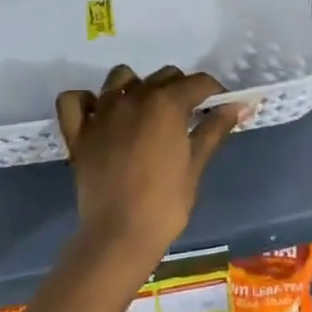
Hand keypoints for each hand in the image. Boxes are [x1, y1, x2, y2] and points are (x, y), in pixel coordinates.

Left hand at [55, 65, 247, 257]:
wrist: (119, 235)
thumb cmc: (165, 203)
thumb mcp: (195, 164)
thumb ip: (214, 129)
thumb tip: (237, 106)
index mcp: (166, 103)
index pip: (199, 82)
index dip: (215, 92)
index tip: (221, 107)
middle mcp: (133, 97)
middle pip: (164, 76)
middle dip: (180, 89)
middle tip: (188, 116)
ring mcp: (102, 112)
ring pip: (120, 78)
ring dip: (136, 87)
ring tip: (145, 111)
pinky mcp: (78, 132)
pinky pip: (74, 100)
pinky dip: (86, 101)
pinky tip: (100, 114)